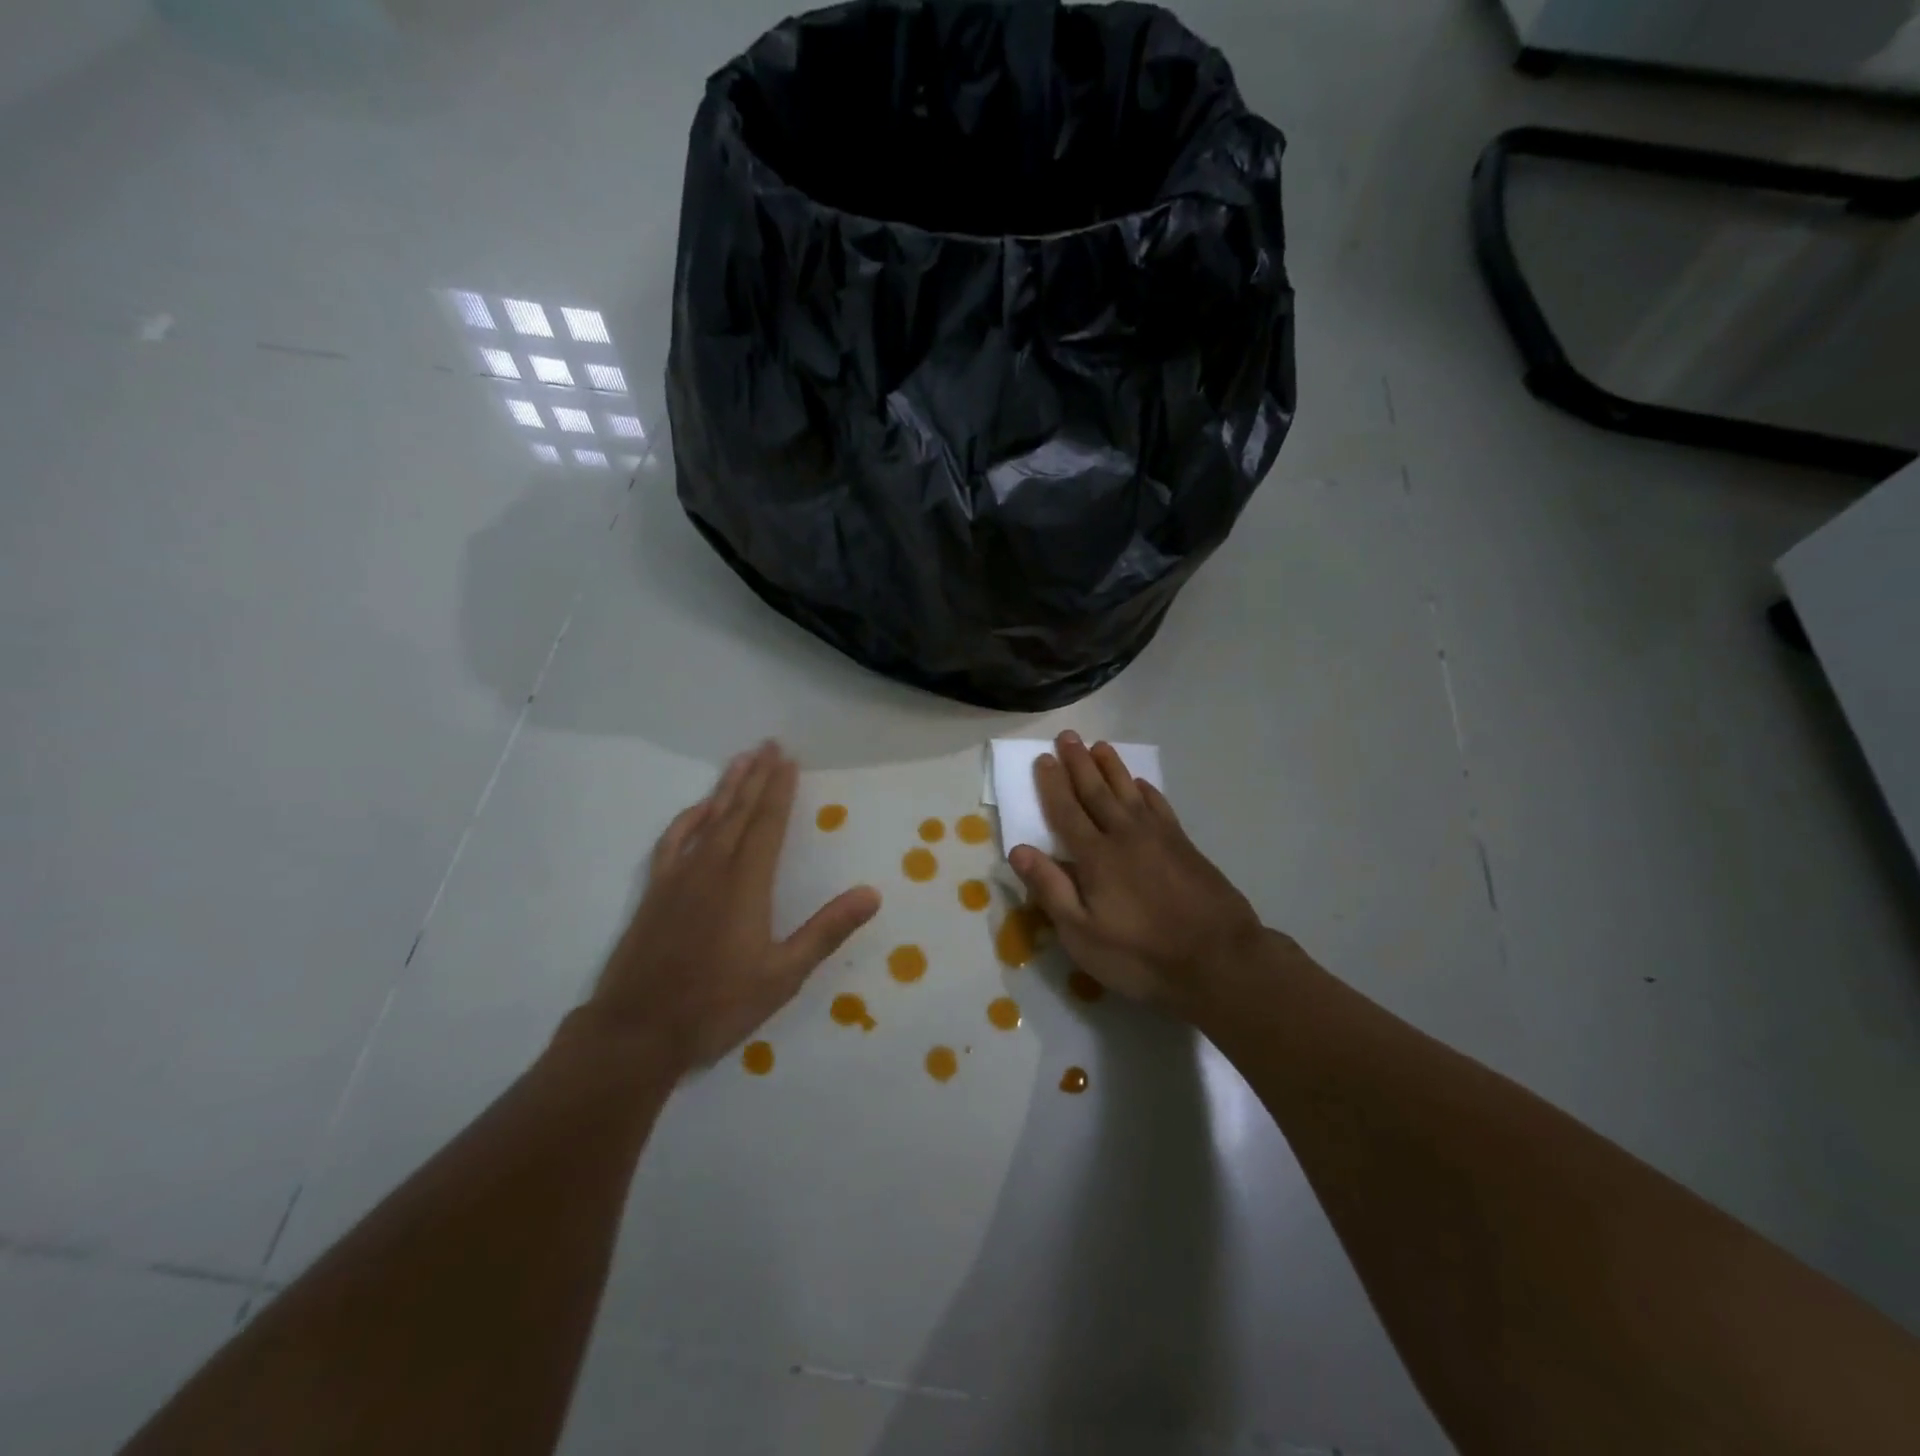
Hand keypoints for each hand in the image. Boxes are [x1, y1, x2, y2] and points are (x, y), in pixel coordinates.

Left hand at [583, 742, 880, 1071]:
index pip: (768, 824)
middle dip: (757, 777)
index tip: (789, 759)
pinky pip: (673, 841)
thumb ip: (826, 930)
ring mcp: (679, 877)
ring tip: (741, 760)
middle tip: (769, 745)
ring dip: (726, 788)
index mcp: (746, 884)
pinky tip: (697, 809)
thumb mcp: (783, 975)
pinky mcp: (655, 892)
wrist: (637, 1032)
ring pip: (708, 819)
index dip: (780, 789)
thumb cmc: (717, 1005)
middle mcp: (713, 868)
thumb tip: (871, 893)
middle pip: (739, 812)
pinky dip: (687, 819)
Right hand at [1009, 731, 1261, 1015]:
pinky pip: (1159, 805)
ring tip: (1099, 746)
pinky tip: (1141, 783)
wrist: (1218, 959)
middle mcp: (1124, 835)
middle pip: (1096, 791)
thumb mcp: (1083, 934)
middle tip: (1068, 736)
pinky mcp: (1184, 845)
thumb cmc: (1141, 954)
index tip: (1042, 758)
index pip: (1066, 811)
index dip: (1052, 785)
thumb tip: (1018, 849)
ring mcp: (1158, 837)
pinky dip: (1147, 790)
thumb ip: (1051, 889)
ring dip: (1112, 767)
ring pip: (1128, 791)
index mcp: (1095, 856)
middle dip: (1079, 763)